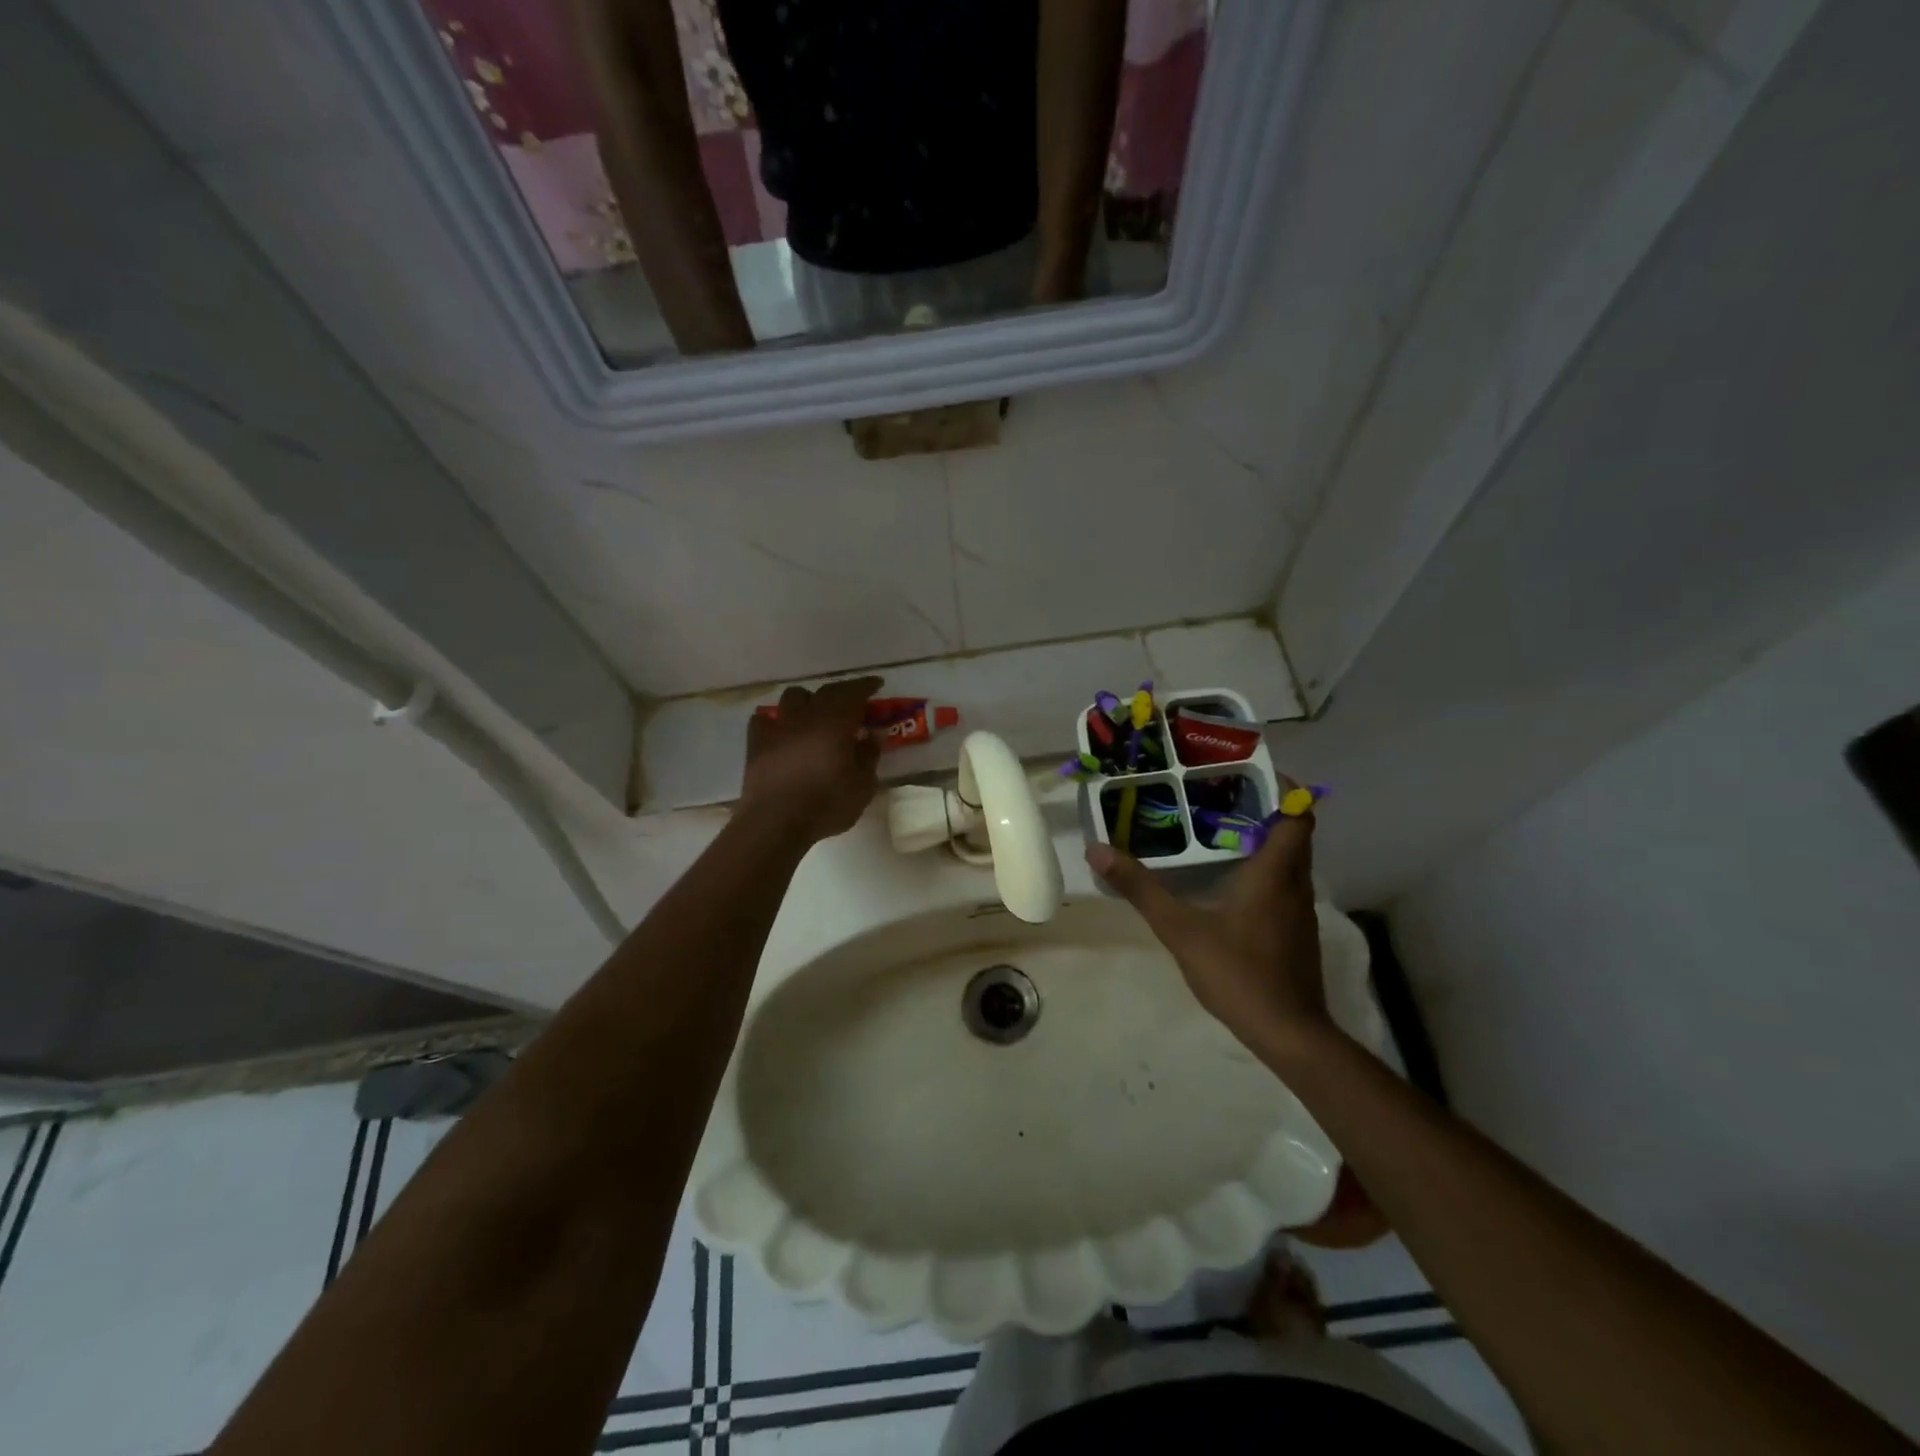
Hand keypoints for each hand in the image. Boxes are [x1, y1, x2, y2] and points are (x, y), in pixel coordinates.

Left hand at [739, 677, 883, 843]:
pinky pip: (764, 720)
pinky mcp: (757, 743)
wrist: (775, 822)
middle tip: (853, 702)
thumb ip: (869, 755)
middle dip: (842, 692)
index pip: (854, 692)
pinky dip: (776, 720)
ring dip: (808, 700)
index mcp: (836, 722)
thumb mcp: (862, 785)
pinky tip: (781, 731)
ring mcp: (778, 727)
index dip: (866, 685)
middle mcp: (806, 716)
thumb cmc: (826, 804)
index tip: (876, 684)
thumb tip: (875, 732)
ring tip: (815, 714)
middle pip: (825, 691)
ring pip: (793, 697)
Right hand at [1086, 803, 1330, 1050]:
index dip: (1283, 787)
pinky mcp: (1295, 933)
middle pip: (1293, 832)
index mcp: (1275, 872)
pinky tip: (1228, 882)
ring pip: (1289, 860)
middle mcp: (1295, 884)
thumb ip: (1141, 888)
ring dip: (1263, 840)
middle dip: (1263, 809)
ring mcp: (1300, 911)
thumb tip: (1098, 849)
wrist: (1289, 1034)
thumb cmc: (1239, 973)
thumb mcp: (1180, 929)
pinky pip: (1284, 885)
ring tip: (1218, 830)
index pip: (1298, 814)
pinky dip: (1263, 870)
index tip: (1248, 773)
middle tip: (1218, 795)